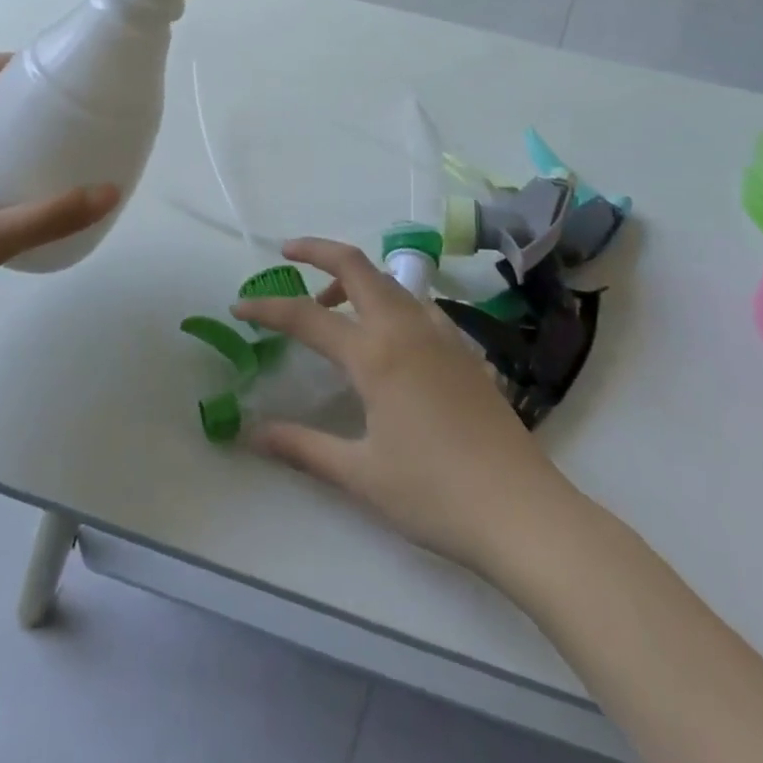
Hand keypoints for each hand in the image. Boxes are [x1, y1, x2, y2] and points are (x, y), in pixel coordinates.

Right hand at [232, 237, 579, 573]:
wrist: (523, 512)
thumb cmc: (434, 493)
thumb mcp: (359, 474)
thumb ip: (302, 447)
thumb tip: (251, 433)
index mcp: (375, 353)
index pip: (307, 316)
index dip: (267, 308)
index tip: (239, 306)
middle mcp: (406, 328)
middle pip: (356, 266)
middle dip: (317, 250)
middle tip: (287, 253)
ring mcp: (440, 334)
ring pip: (390, 281)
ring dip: (354, 278)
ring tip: (331, 305)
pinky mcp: (464, 350)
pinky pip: (416, 304)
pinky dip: (387, 300)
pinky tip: (385, 336)